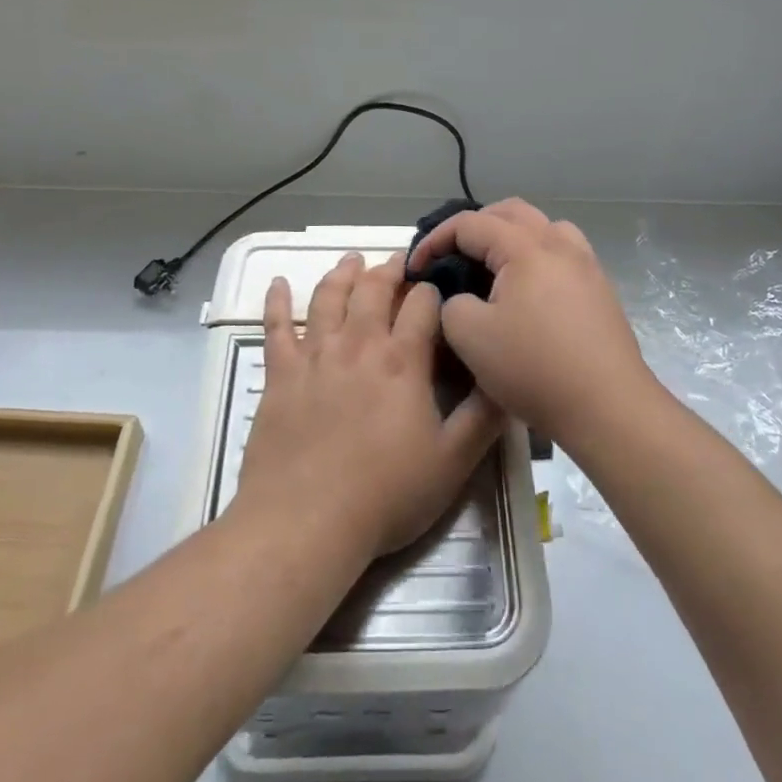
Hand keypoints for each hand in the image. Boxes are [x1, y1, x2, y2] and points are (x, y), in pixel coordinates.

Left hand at [234, 252, 505, 561]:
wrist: (305, 522)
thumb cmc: (385, 495)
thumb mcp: (453, 462)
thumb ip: (483, 416)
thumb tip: (505, 376)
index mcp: (402, 360)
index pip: (422, 304)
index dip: (433, 289)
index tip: (440, 285)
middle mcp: (358, 344)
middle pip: (374, 289)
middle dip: (390, 269)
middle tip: (399, 259)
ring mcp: (314, 356)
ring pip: (328, 298)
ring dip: (342, 274)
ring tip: (351, 259)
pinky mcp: (280, 374)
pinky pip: (275, 327)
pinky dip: (276, 301)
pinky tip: (278, 283)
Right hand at [407, 200, 655, 451]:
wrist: (608, 407)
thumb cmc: (534, 368)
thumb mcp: (470, 337)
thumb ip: (450, 304)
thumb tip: (460, 298)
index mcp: (525, 248)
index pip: (470, 224)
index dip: (435, 240)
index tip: (416, 268)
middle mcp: (559, 244)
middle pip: (510, 212)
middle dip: (474, 227)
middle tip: (451, 255)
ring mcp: (586, 264)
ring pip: (543, 227)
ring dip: (512, 235)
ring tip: (493, 265)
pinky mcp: (600, 289)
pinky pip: (562, 252)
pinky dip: (537, 255)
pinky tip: (528, 289)